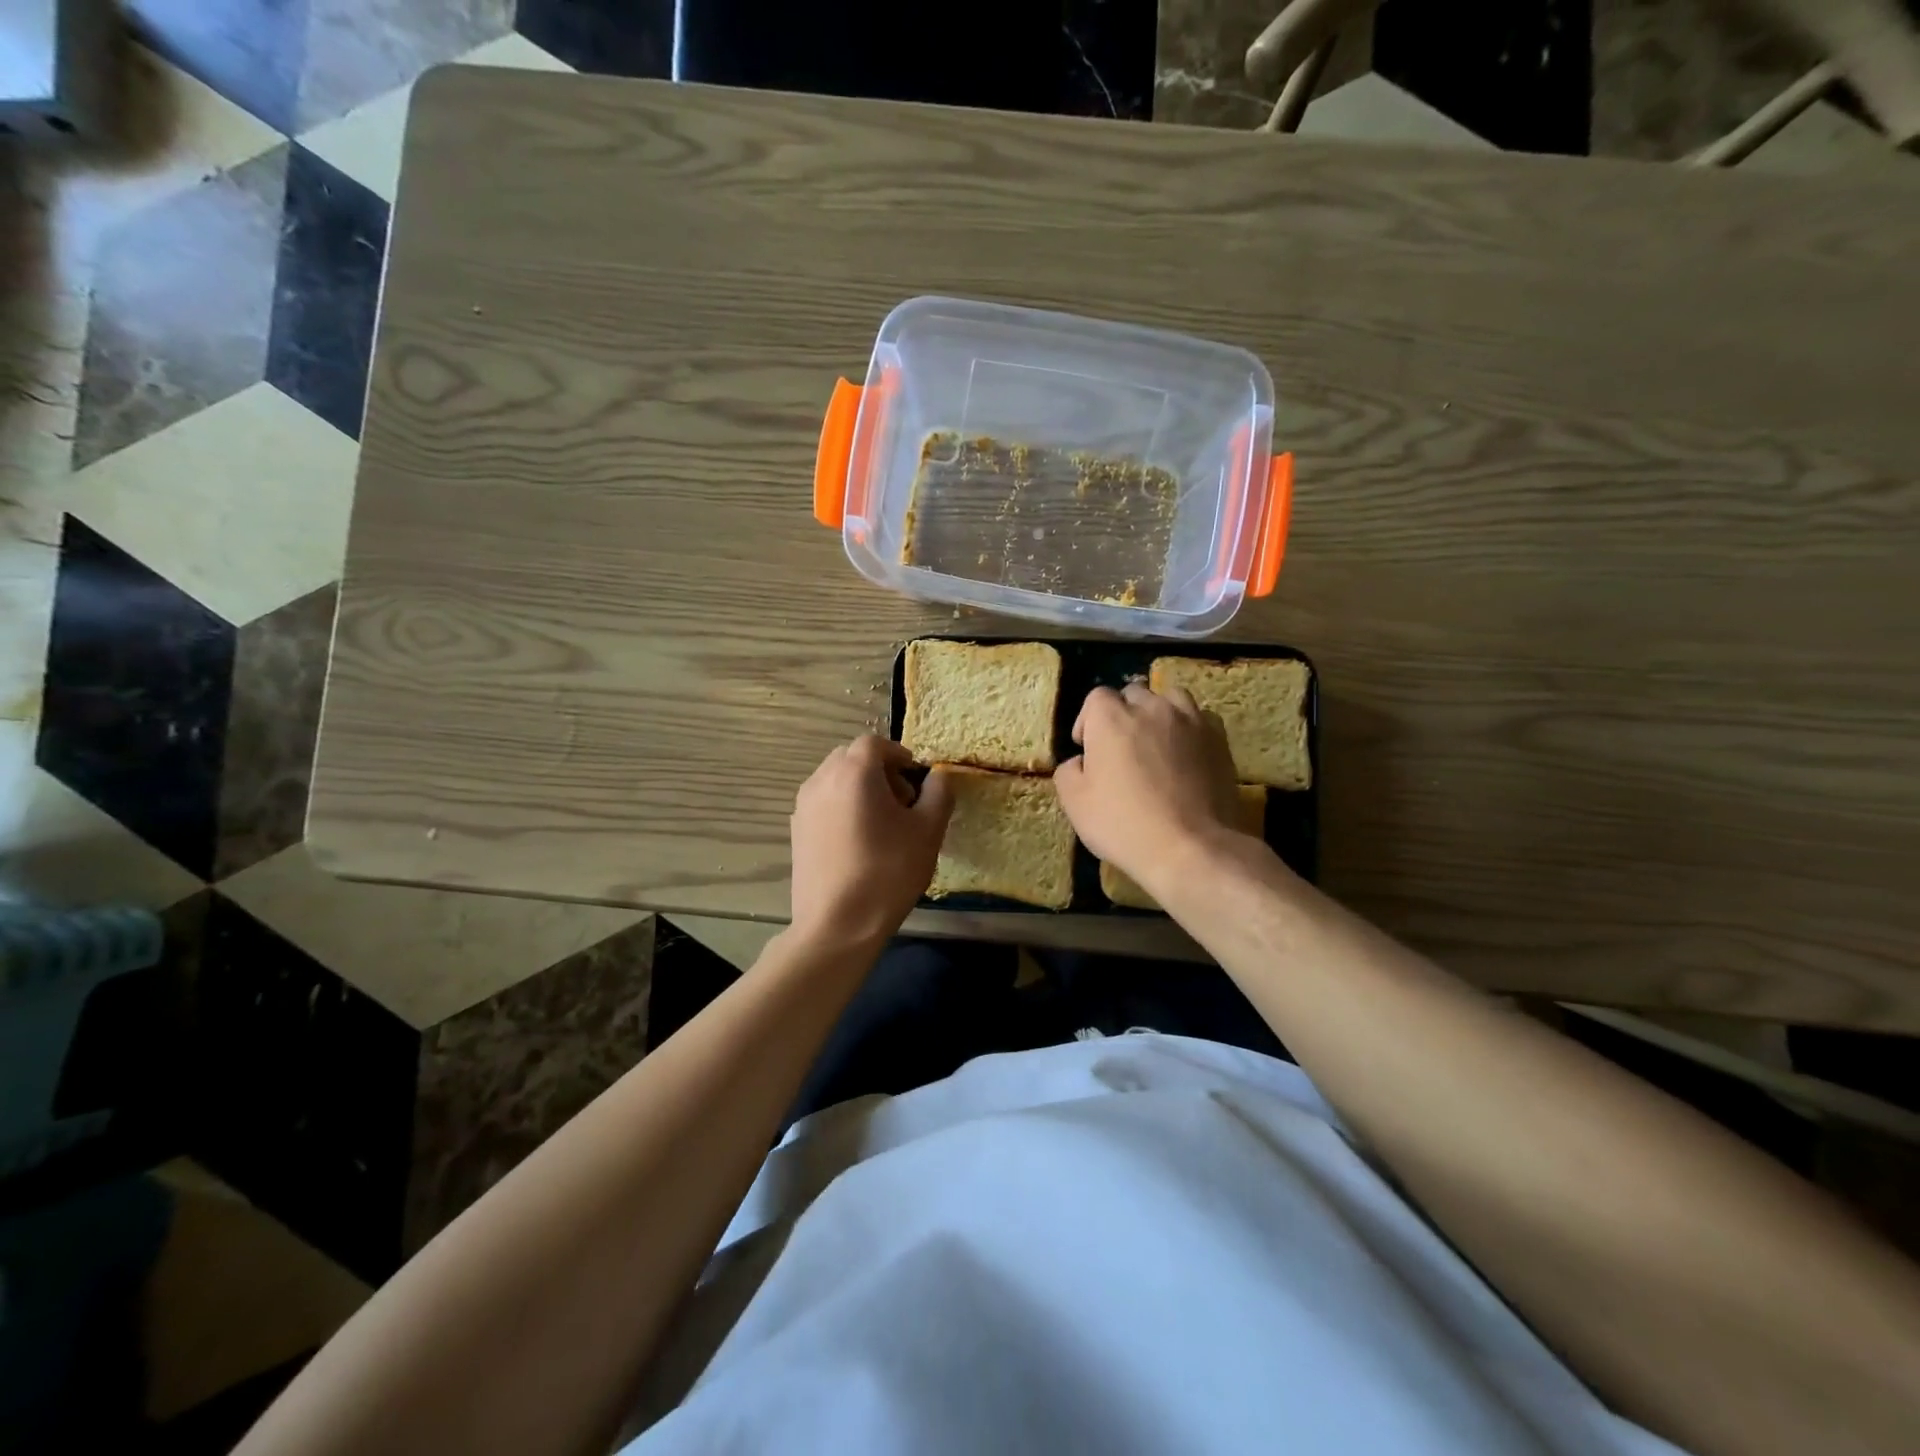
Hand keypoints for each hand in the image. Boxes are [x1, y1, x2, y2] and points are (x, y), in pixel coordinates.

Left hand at [788, 735, 953, 951]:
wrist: (837, 924)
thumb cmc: (887, 872)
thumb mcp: (928, 831)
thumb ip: (939, 793)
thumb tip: (938, 775)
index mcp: (854, 772)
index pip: (875, 743)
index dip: (899, 755)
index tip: (917, 780)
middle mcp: (822, 779)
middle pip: (852, 758)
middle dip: (880, 771)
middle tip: (902, 803)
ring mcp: (803, 806)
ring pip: (836, 780)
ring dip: (860, 789)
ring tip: (881, 825)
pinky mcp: (796, 830)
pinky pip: (823, 803)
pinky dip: (843, 808)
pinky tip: (858, 843)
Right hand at [1053, 683, 1246, 895]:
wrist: (1190, 847)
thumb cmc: (1124, 824)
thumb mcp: (1075, 803)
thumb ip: (1068, 771)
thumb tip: (1081, 761)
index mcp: (1111, 718)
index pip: (1096, 698)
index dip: (1088, 721)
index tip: (1088, 749)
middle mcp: (1151, 708)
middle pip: (1133, 694)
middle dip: (1123, 713)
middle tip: (1120, 748)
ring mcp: (1189, 720)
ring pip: (1170, 698)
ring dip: (1158, 713)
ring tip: (1156, 741)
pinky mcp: (1218, 738)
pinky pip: (1199, 718)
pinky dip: (1188, 727)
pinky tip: (1185, 752)